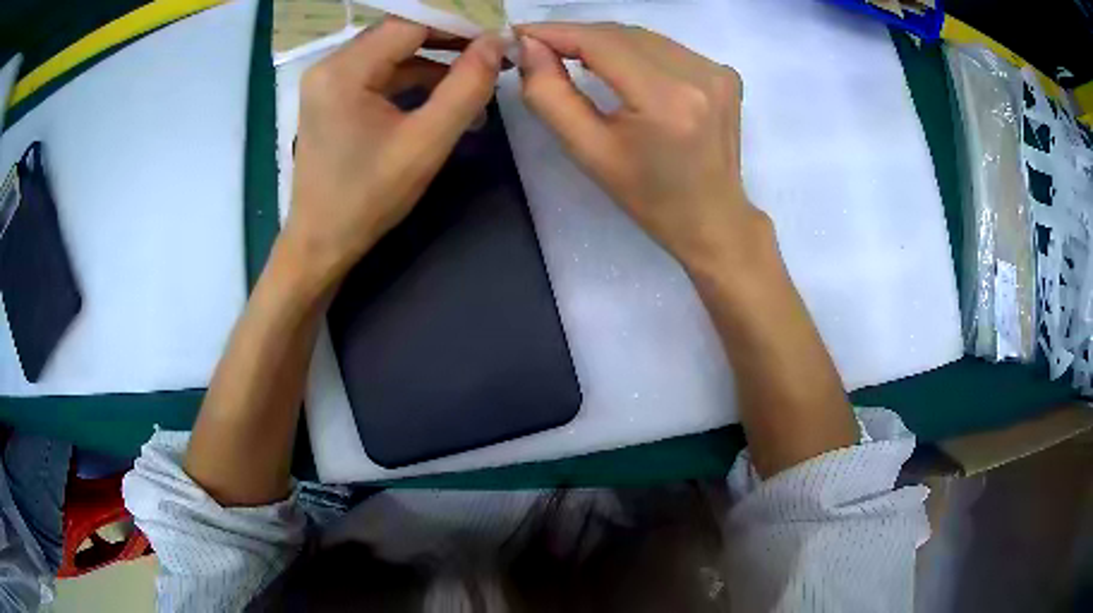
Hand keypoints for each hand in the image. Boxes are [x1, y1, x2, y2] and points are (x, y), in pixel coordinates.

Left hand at [282, 17, 504, 289]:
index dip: (459, 26)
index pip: (412, 23)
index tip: (497, 42)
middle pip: (400, 34)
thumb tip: (497, 41)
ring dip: (433, 66)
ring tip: (473, 90)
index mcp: (344, 70)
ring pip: (392, 53)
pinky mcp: (331, 96)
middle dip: (448, 45)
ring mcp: (327, 80)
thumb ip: (467, 86)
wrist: (320, 243)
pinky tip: (441, 101)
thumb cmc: (368, 198)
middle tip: (490, 61)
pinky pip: (379, 74)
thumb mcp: (426, 142)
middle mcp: (329, 64)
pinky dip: (411, 82)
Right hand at [517, 23, 766, 269]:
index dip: (556, 32)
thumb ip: (550, 95)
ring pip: (643, 37)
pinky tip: (621, 68)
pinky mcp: (724, 73)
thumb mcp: (588, 152)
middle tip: (540, 48)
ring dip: (604, 42)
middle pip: (621, 34)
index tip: (520, 33)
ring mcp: (716, 71)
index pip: (600, 42)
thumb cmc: (647, 196)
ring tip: (573, 56)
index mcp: (665, 99)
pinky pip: (666, 47)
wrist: (711, 218)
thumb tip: (529, 46)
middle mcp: (698, 74)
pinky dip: (635, 51)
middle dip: (576, 36)